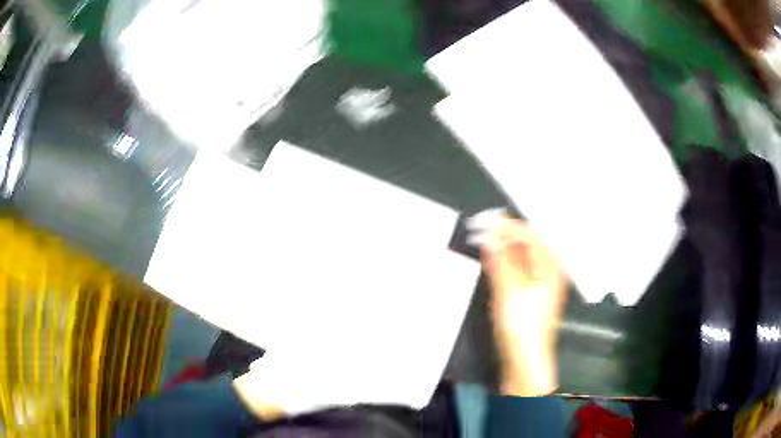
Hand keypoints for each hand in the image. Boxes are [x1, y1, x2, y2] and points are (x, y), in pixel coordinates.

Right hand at [468, 210, 567, 395]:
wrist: (525, 358)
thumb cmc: (522, 326)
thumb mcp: (508, 289)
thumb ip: (499, 259)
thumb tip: (490, 235)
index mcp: (549, 266)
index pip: (528, 235)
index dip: (507, 225)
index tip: (486, 220)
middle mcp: (549, 271)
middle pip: (528, 243)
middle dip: (505, 234)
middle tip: (482, 229)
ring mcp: (541, 283)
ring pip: (522, 256)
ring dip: (504, 247)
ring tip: (484, 240)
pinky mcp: (532, 294)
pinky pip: (520, 269)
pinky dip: (506, 262)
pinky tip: (493, 260)